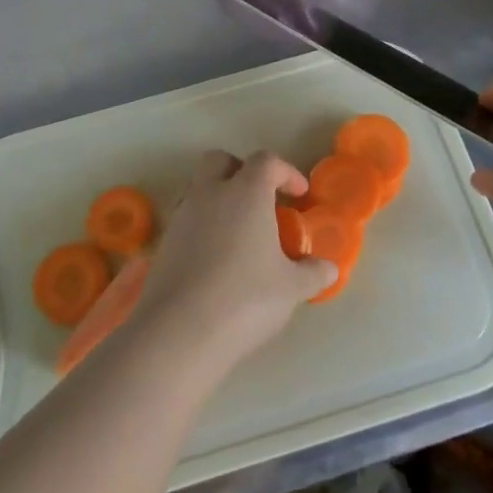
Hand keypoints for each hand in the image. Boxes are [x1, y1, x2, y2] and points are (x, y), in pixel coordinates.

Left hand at [129, 150, 336, 377]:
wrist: (179, 331)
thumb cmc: (245, 299)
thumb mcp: (291, 288)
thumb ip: (313, 273)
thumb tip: (328, 268)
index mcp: (245, 192)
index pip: (266, 161)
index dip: (286, 172)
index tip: (299, 195)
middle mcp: (209, 194)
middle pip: (220, 161)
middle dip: (241, 171)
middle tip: (261, 199)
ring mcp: (181, 217)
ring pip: (198, 188)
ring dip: (218, 198)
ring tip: (239, 232)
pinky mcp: (163, 243)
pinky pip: (185, 219)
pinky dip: (202, 226)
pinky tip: (216, 257)